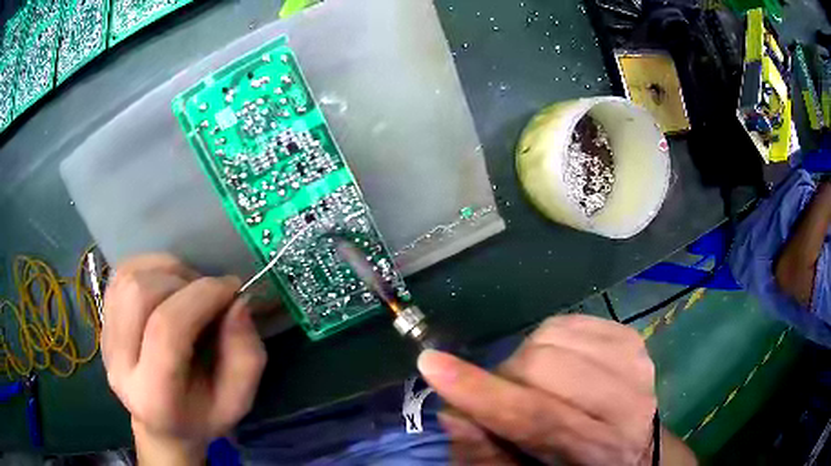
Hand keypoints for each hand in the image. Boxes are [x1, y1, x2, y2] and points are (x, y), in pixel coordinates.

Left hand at [102, 255, 266, 464]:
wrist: (163, 425)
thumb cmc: (203, 415)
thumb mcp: (239, 400)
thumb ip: (246, 356)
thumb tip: (237, 302)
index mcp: (154, 396)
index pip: (166, 331)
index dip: (201, 298)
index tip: (231, 289)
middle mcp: (119, 366)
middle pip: (140, 294)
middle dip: (182, 281)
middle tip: (208, 293)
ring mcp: (105, 339)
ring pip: (129, 278)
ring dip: (167, 271)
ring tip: (189, 288)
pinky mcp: (102, 322)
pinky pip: (122, 273)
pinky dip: (151, 267)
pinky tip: (168, 284)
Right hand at [418, 315, 665, 465]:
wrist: (633, 446)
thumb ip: (487, 454)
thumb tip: (451, 412)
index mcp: (596, 450)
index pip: (535, 417)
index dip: (480, 393)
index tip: (431, 364)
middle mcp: (625, 405)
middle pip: (543, 367)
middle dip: (506, 377)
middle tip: (504, 396)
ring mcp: (634, 364)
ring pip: (554, 337)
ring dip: (527, 358)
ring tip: (534, 382)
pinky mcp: (631, 338)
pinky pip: (571, 321)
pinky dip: (551, 339)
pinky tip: (558, 362)